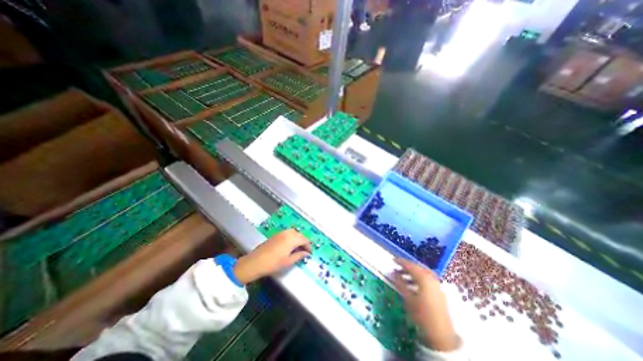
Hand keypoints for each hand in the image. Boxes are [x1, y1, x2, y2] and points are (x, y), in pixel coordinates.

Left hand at [234, 232, 310, 284]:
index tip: (310, 253)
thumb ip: (299, 255)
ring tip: (298, 248)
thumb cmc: (273, 263)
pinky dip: (292, 238)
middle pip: (300, 235)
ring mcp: (281, 232)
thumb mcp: (288, 261)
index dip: (308, 246)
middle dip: (304, 242)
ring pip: (294, 233)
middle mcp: (288, 233)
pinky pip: (288, 233)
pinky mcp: (276, 234)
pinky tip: (290, 246)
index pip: (305, 240)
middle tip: (305, 251)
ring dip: (298, 239)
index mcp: (292, 239)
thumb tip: (306, 253)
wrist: (256, 262)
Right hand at [389, 258, 459, 350]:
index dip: (401, 262)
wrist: (441, 335)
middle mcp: (432, 278)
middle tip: (396, 267)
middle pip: (417, 268)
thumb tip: (394, 273)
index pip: (410, 265)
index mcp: (424, 278)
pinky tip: (411, 284)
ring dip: (412, 273)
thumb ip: (400, 283)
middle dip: (406, 267)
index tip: (393, 260)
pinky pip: (426, 279)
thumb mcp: (408, 298)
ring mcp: (437, 284)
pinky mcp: (439, 291)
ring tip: (401, 276)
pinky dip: (418, 278)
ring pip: (422, 273)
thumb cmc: (422, 315)